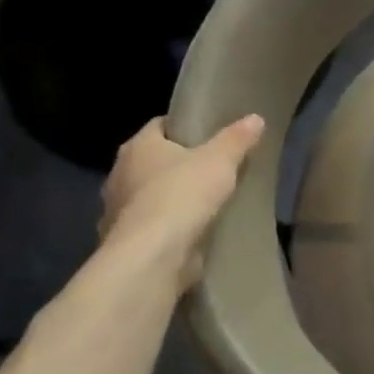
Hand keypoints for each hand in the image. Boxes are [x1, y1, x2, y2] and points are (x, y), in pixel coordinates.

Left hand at [98, 115, 264, 286]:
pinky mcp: (125, 240)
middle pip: (154, 160)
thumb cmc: (182, 195)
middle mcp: (120, 174)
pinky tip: (192, 230)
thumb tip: (255, 118)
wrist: (152, 255)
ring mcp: (118, 209)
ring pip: (150, 193)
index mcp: (138, 147)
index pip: (160, 125)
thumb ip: (237, 138)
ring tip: (207, 201)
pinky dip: (168, 225)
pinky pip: (151, 224)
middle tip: (214, 167)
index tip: (210, 134)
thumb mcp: (220, 160)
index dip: (184, 126)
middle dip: (180, 163)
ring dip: (172, 196)